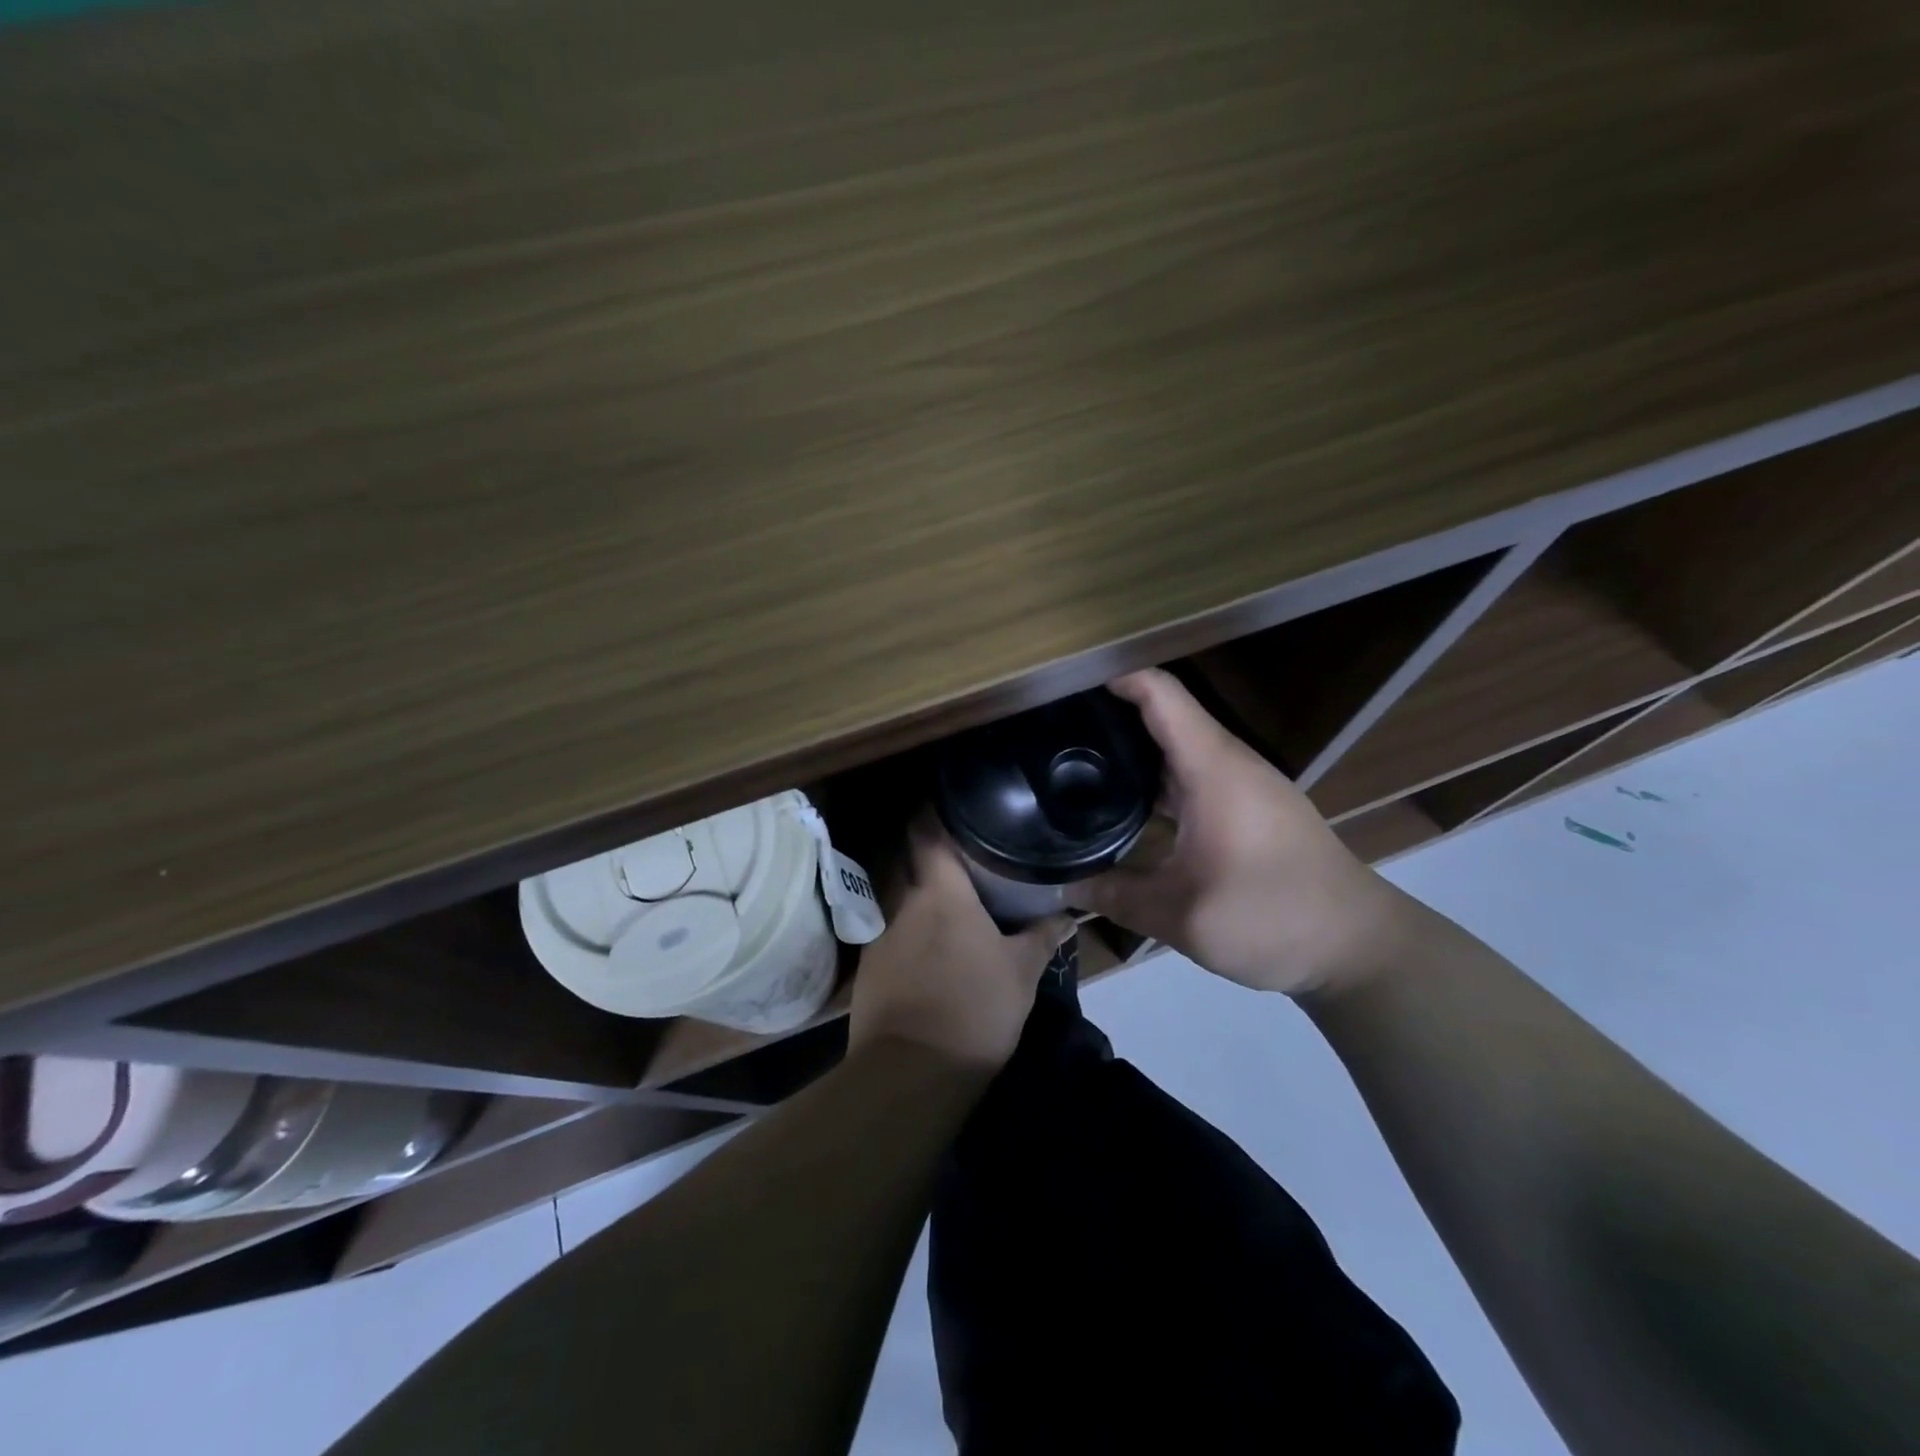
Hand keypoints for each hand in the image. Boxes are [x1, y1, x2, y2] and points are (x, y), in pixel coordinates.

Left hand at [849, 819, 1073, 1069]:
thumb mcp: (1022, 973)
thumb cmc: (974, 1008)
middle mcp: (902, 903)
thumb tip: (1069, 916)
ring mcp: (879, 935)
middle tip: (960, 855)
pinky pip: (889, 933)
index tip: (950, 803)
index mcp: (940, 893)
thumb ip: (1043, 937)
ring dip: (918, 896)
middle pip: (907, 861)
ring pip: (898, 899)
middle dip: (927, 853)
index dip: (932, 812)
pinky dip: (907, 931)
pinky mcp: (868, 968)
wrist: (911, 1073)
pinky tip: (926, 950)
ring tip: (947, 904)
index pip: (926, 832)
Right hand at [1070, 669, 1401, 997]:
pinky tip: (1127, 805)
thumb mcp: (1182, 916)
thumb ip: (1116, 896)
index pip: (1161, 695)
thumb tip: (1065, 887)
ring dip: (1134, 751)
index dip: (1116, 677)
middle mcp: (1228, 764)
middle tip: (1056, 732)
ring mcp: (1243, 786)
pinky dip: (1157, 780)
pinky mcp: (1251, 809)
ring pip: (1179, 750)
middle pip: (1165, 717)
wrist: (1357, 947)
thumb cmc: (1271, 917)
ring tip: (1078, 764)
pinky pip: (1193, 776)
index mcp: (1212, 768)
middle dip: (1112, 716)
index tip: (1066, 685)